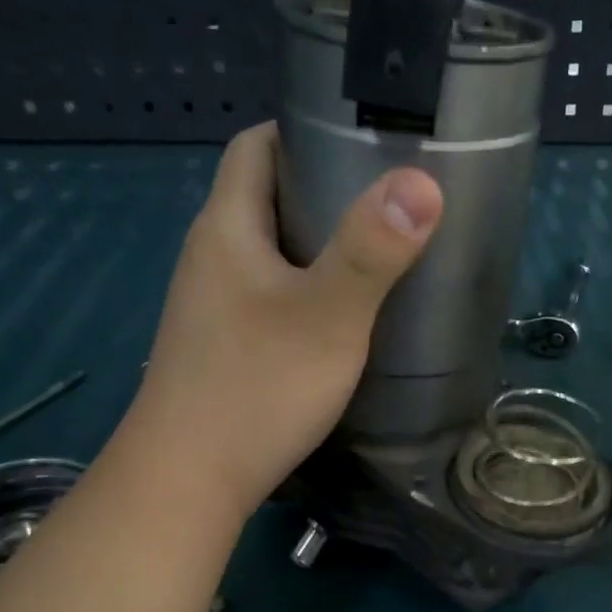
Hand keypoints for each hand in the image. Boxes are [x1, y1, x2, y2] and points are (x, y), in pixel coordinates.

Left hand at [119, 122, 442, 520]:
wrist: (188, 482)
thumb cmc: (256, 387)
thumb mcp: (327, 315)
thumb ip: (372, 250)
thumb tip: (423, 180)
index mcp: (226, 228)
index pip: (256, 147)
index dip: (303, 130)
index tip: (364, 138)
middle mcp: (212, 257)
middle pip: (266, 197)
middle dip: (324, 187)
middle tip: (391, 197)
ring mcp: (214, 306)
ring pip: (271, 251)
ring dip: (319, 243)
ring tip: (382, 250)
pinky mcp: (225, 346)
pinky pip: (271, 294)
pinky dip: (308, 287)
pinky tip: (347, 314)